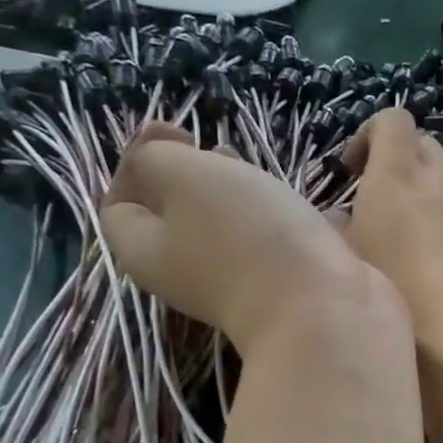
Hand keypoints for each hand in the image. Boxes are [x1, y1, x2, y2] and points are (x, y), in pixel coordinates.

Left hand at [101, 125, 381, 351]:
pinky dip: (285, 221)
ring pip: (228, 228)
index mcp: (145, 250)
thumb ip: (155, 155)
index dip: (137, 161)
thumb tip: (158, 154)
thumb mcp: (185, 175)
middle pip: (175, 216)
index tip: (183, 134)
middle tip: (224, 148)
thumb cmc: (246, 236)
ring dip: (244, 196)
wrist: (324, 308)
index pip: (118, 204)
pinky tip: (307, 206)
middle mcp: (184, 273)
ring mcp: (237, 284)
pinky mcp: (282, 288)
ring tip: (266, 172)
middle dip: (195, 175)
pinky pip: (274, 245)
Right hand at [342, 110, 442, 351]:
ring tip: (426, 210)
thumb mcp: (344, 256)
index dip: (371, 135)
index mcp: (396, 173)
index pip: (392, 120)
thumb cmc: (391, 289)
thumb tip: (339, 216)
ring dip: (441, 179)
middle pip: (426, 143)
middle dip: (403, 158)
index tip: (354, 170)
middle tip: (384, 196)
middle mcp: (439, 178)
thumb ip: (335, 226)